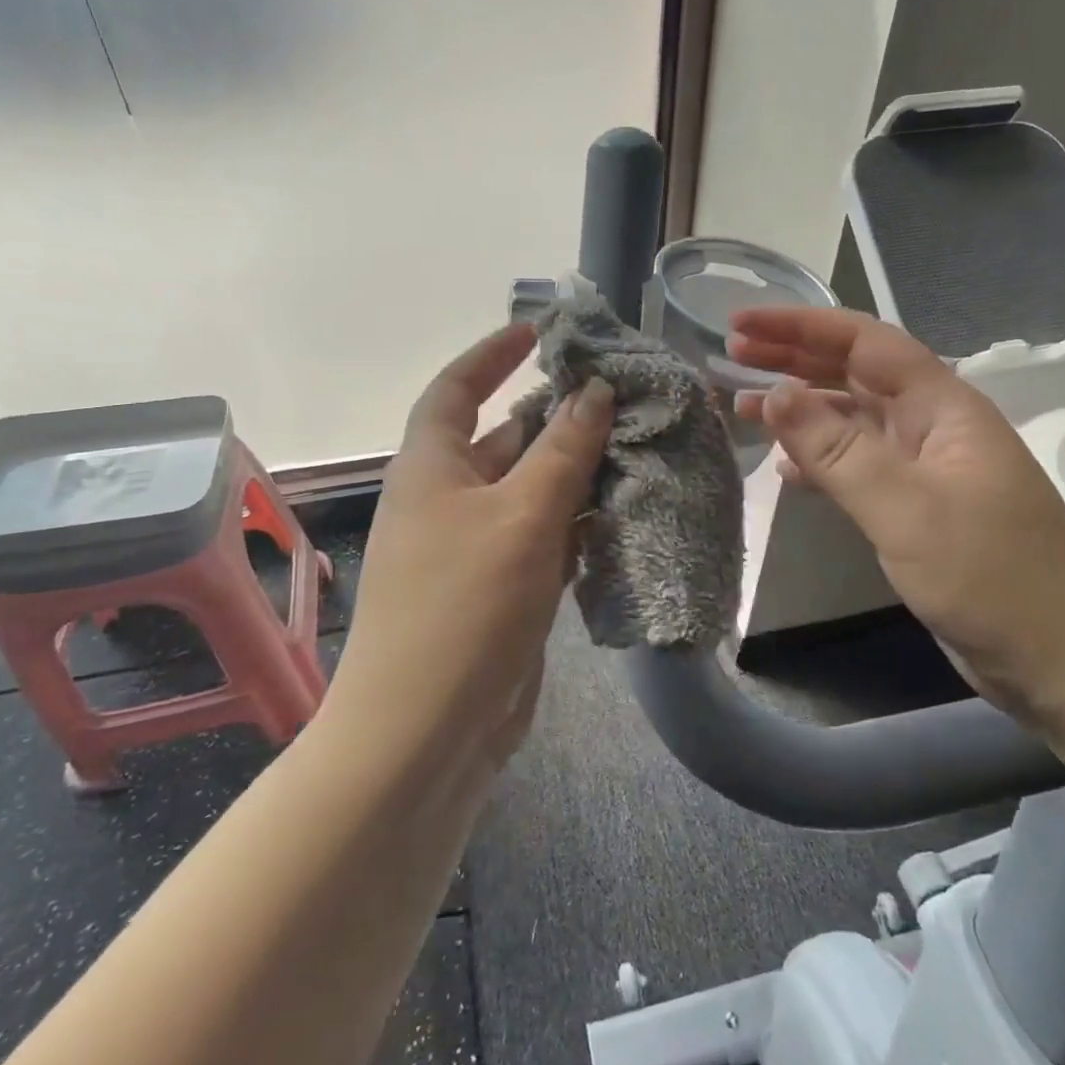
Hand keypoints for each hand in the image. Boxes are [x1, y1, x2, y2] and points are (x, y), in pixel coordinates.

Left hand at [324, 324, 612, 778]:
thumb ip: (562, 449)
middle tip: (621, 396)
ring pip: (531, 490)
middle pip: (505, 438)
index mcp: (432, 466)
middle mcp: (448, 498)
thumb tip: (592, 390)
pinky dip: (577, 523)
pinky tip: (622, 515)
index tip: (541, 332)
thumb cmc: (465, 605)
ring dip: (577, 472)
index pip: (457, 388)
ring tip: (638, 448)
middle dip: (558, 416)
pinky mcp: (501, 588)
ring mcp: (475, 546)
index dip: (494, 354)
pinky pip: (542, 538)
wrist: (426, 732)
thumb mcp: (521, 515)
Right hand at [729, 307, 1064, 732]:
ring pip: (850, 420)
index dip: (800, 325)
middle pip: (854, 373)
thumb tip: (775, 393)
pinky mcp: (914, 507)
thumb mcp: (906, 509)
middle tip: (731, 352)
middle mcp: (930, 426)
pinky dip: (817, 460)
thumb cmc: (990, 576)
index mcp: (941, 407)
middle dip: (793, 357)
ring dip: (799, 409)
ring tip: (741, 404)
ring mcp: (923, 468)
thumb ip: (837, 450)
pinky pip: (855, 466)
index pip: (864, 342)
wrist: (1060, 659)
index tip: (742, 321)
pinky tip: (785, 468)